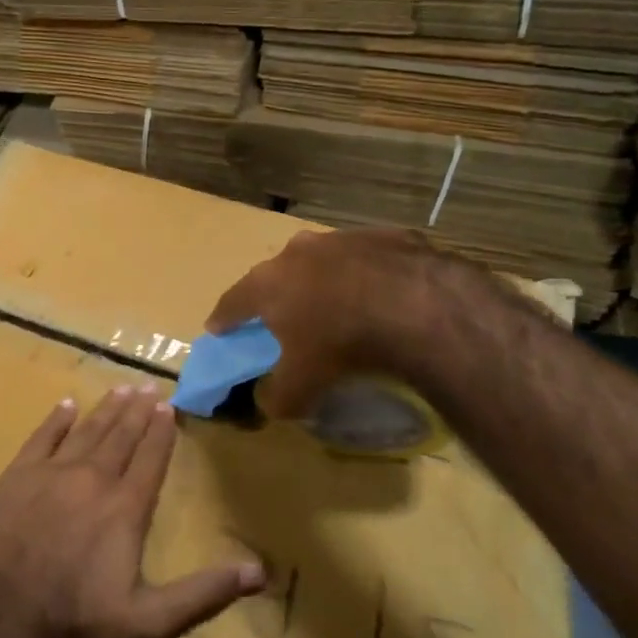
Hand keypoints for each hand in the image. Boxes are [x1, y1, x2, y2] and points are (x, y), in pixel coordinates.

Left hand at [0, 385, 266, 637]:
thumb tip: (259, 572)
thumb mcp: (150, 618)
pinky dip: (56, 419)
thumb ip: (203, 592)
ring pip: (87, 431)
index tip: (169, 406)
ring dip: (106, 409)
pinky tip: (66, 405)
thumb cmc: (78, 618)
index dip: (161, 432)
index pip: (150, 458)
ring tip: (121, 389)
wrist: (2, 614)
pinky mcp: (18, 475)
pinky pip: (42, 437)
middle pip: (120, 436)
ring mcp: (53, 472)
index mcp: (126, 507)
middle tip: (148, 386)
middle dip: (137, 411)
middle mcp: (93, 478)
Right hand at [206, 227, 465, 417]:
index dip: (223, 318)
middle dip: (275, 294)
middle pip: (275, 275)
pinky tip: (382, 296)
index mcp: (267, 283)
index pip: (232, 302)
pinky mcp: (384, 235)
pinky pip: (365, 258)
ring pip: (321, 261)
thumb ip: (278, 396)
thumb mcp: (304, 385)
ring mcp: (341, 238)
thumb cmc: (344, 344)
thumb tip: (270, 402)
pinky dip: (365, 275)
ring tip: (336, 305)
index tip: (217, 328)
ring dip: (322, 280)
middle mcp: (297, 252)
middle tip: (281, 316)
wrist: (419, 306)